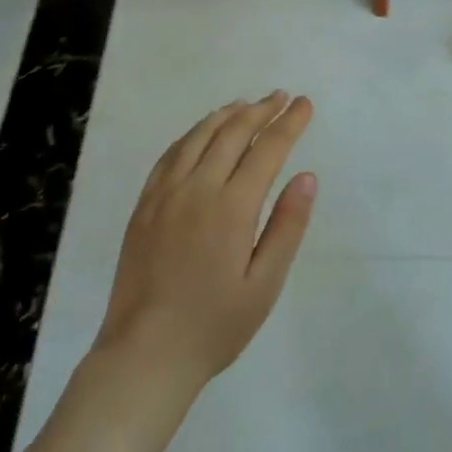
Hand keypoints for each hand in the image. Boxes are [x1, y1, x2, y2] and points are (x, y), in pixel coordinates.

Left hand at [93, 93, 315, 395]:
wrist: (145, 354)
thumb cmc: (215, 325)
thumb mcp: (264, 284)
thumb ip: (287, 226)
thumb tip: (307, 176)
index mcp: (232, 207)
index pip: (267, 149)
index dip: (289, 123)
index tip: (304, 104)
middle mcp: (197, 189)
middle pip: (232, 133)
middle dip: (260, 110)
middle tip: (280, 97)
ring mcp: (165, 194)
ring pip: (198, 136)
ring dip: (226, 115)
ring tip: (246, 104)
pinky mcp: (144, 205)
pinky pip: (170, 154)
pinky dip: (191, 134)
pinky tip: (201, 132)